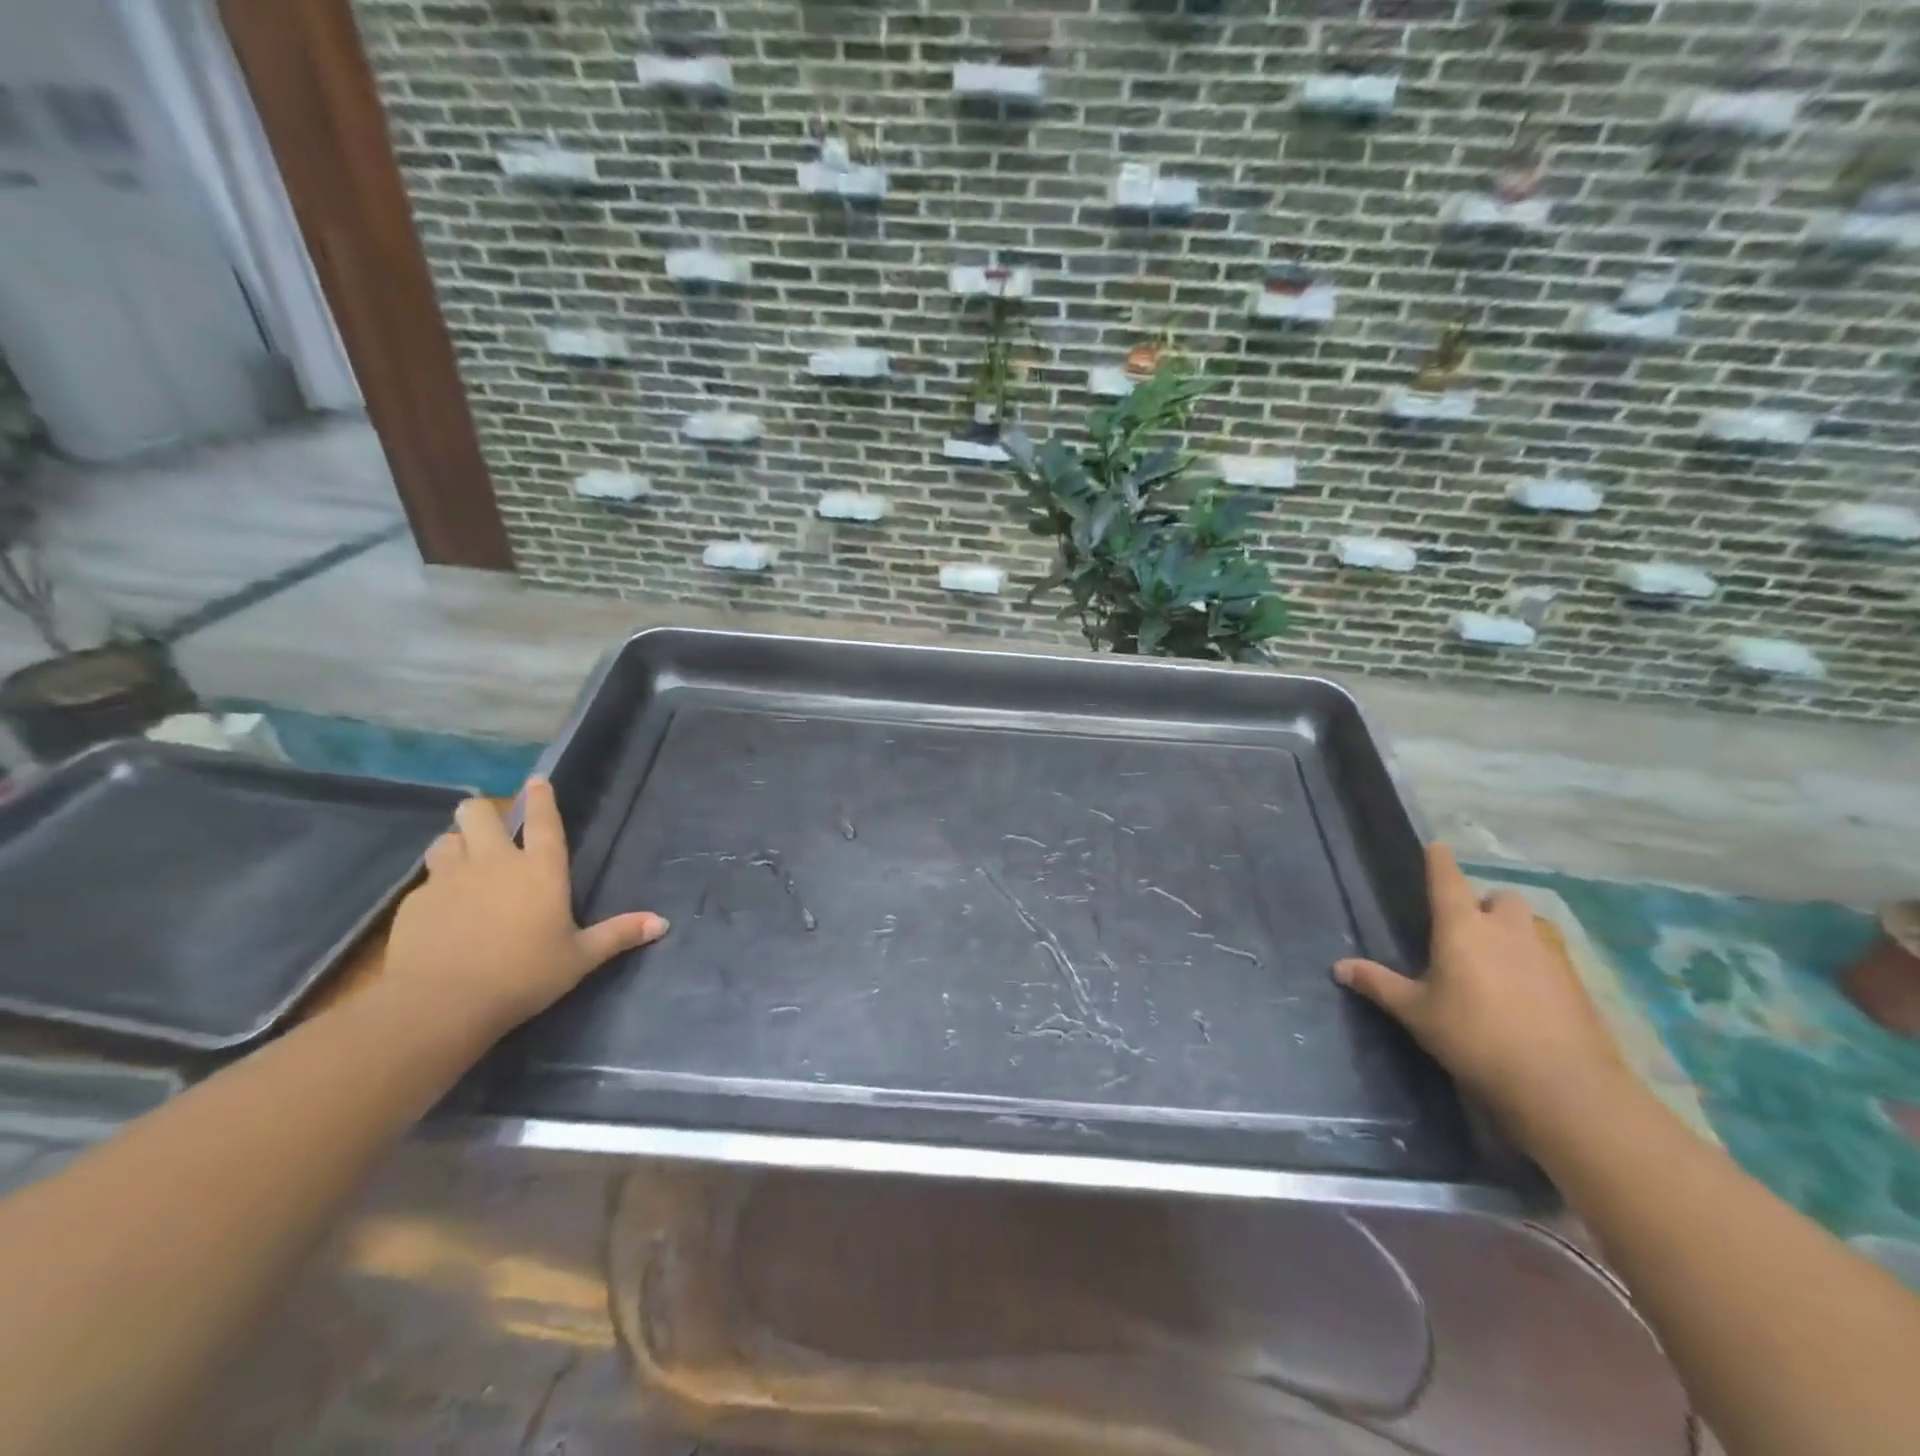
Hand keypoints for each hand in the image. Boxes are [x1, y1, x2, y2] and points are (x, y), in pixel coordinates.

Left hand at [382, 779, 667, 1033]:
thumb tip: (662, 923)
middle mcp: (494, 863)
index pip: (543, 821)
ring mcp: (449, 879)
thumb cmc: (523, 976)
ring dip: (455, 845)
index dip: (541, 798)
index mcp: (540, 871)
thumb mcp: (579, 958)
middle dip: (483, 813)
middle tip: (489, 828)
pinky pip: (426, 880)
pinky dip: (435, 887)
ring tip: (461, 862)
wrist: (441, 1003)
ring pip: (445, 839)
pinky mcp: (415, 902)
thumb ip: (618, 935)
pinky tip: (440, 910)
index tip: (536, 780)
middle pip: (479, 813)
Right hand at [1334, 844, 1626, 1139]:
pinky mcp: (1576, 982)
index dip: (1440, 860)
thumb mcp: (1415, 1012)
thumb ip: (1379, 984)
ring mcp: (1548, 953)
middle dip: (1486, 904)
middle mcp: (1507, 929)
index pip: (1448, 880)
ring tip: (1500, 958)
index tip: (1437, 846)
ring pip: (1530, 924)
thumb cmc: (1473, 1036)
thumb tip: (1338, 967)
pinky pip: (1552, 955)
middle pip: (1500, 897)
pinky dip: (1537, 961)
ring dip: (1515, 930)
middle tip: (1469, 928)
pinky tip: (1528, 991)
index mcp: (1462, 927)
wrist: (1560, 1083)